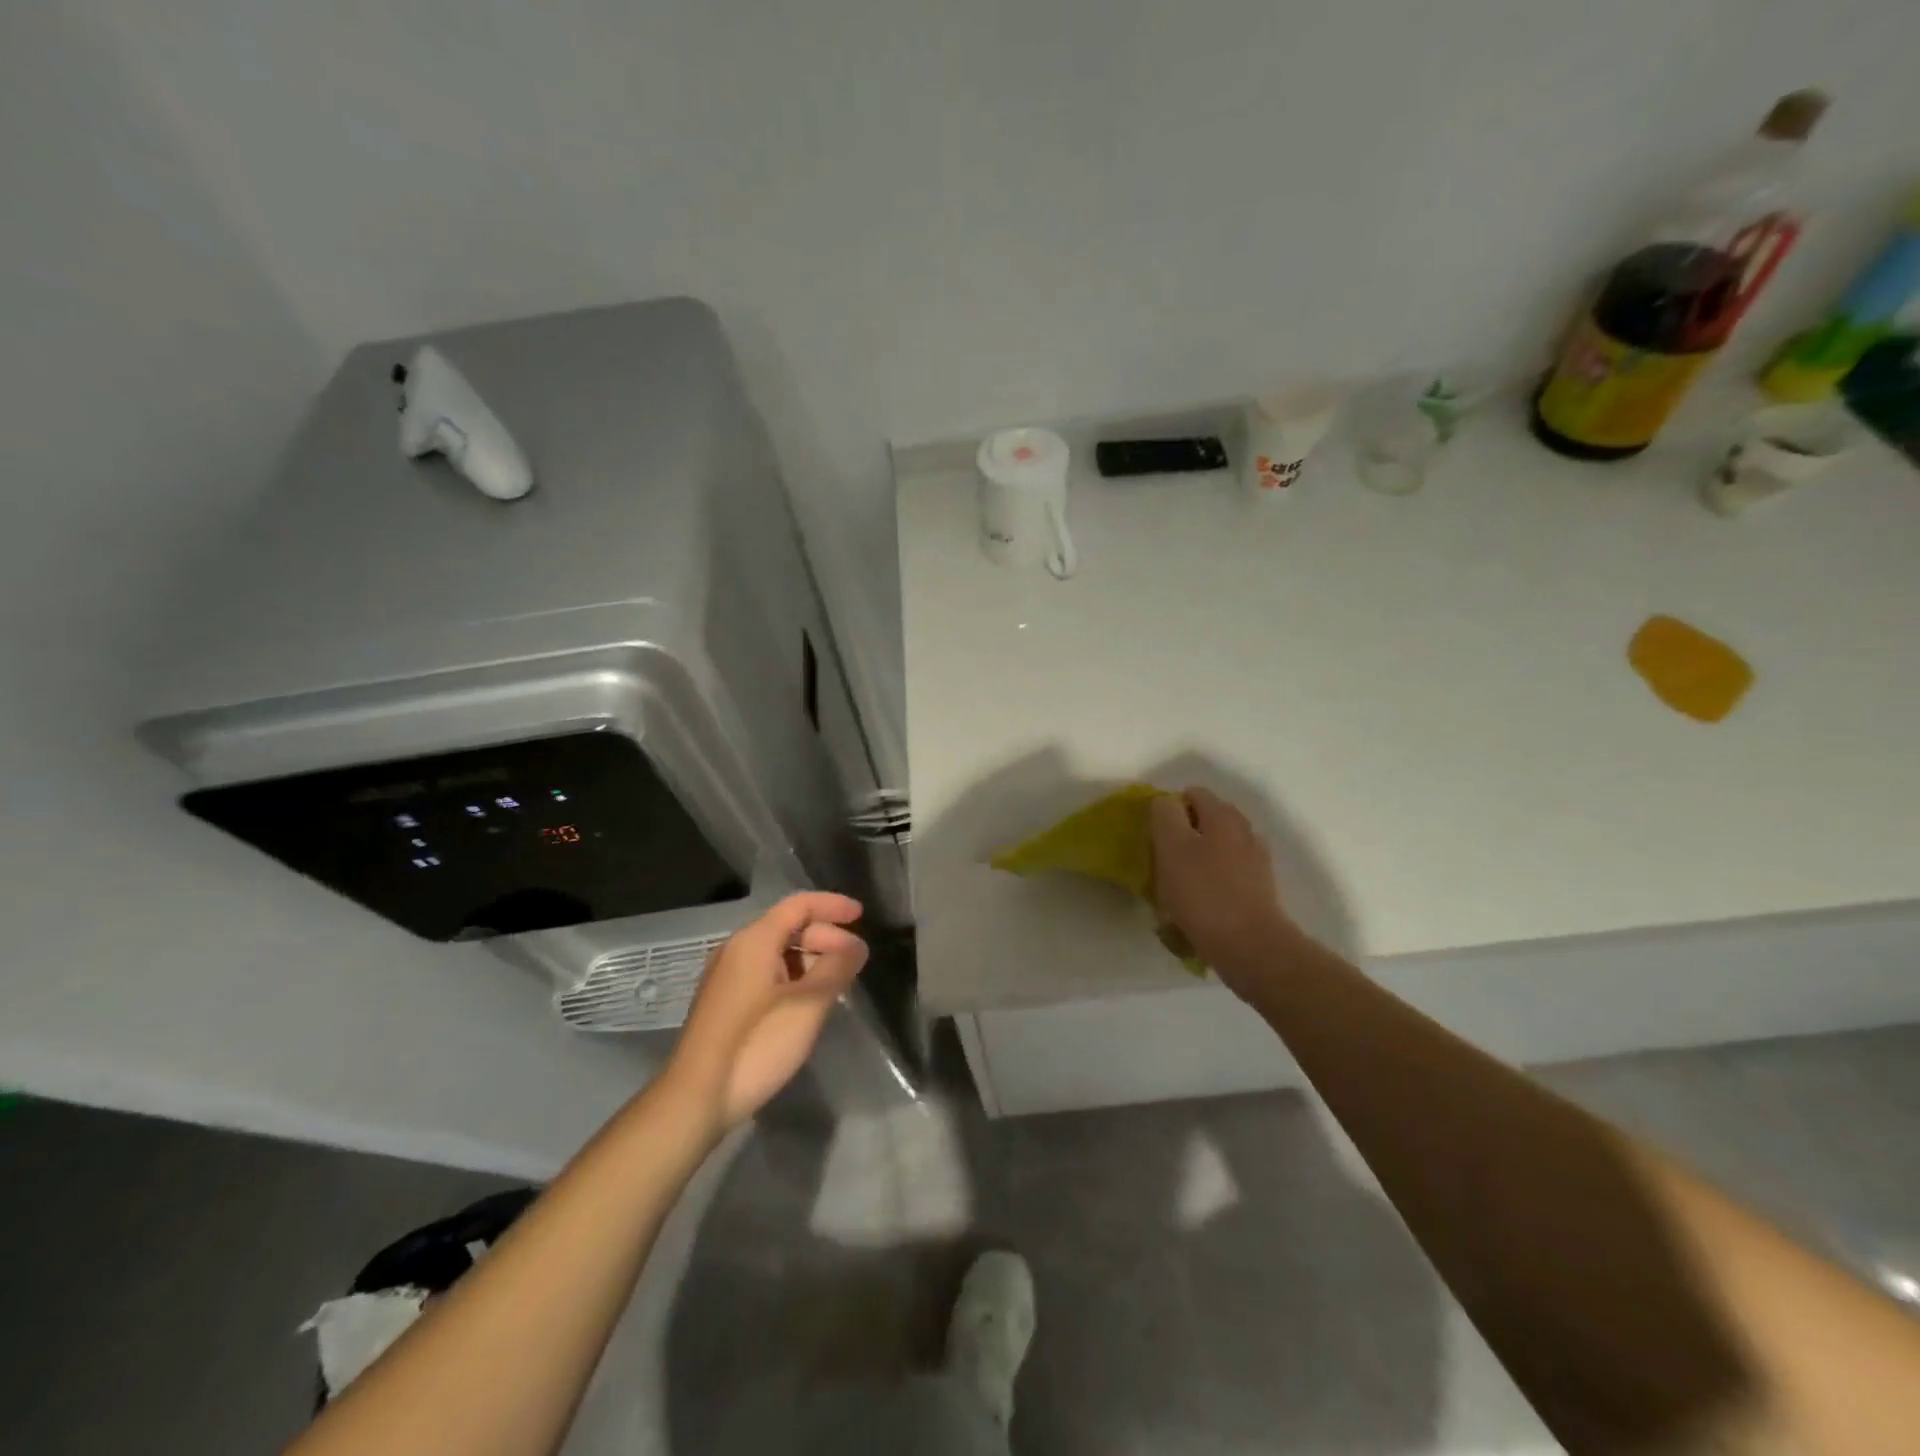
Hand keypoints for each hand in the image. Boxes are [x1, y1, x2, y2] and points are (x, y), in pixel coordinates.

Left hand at [666, 892, 867, 1131]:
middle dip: (826, 936)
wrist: (696, 1098)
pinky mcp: (725, 1003)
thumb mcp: (808, 1005)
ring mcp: (727, 977)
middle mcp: (737, 949)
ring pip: (778, 952)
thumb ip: (837, 968)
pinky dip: (794, 977)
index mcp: (754, 940)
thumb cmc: (757, 1044)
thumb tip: (855, 947)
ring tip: (838, 983)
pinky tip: (810, 1001)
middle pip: (788, 926)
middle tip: (856, 960)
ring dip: (812, 959)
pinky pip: (767, 973)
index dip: (833, 905)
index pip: (799, 905)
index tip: (862, 916)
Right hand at [1149, 787, 1297, 989]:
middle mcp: (1244, 830)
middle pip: (1206, 820)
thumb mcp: (1172, 848)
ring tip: (1179, 888)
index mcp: (1223, 815)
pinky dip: (1212, 882)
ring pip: (1217, 848)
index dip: (1169, 810)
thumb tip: (1164, 803)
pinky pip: (1227, 874)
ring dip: (1197, 860)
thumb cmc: (1204, 894)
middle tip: (1164, 862)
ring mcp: (1256, 860)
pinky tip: (1200, 904)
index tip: (1155, 838)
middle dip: (1183, 835)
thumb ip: (1165, 816)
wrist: (1251, 947)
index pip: (1192, 794)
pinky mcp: (1260, 888)